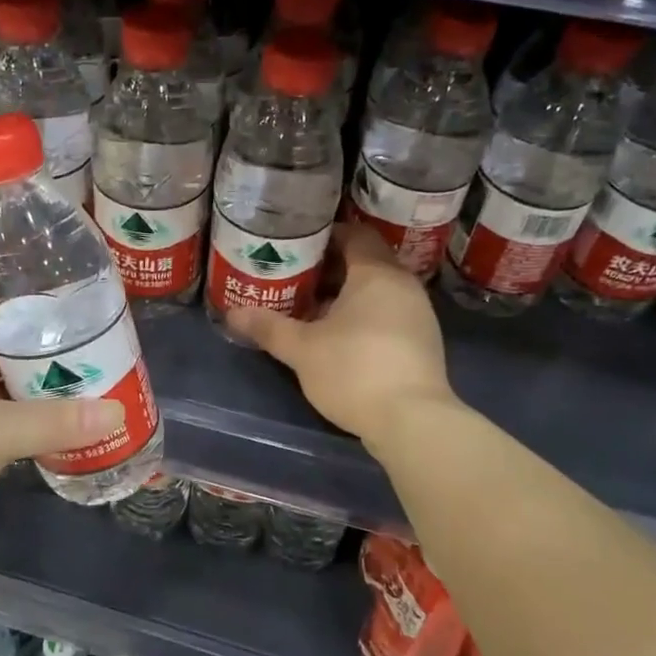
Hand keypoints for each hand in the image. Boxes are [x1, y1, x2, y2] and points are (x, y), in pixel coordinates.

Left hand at [0, 307, 124, 574]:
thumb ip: (54, 422)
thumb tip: (118, 412)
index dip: (35, 311)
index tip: (80, 315)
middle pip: (5, 357)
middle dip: (48, 360)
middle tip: (101, 360)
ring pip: (2, 398)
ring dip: (39, 400)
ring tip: (93, 394)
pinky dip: (26, 434)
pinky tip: (62, 437)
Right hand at [226, 223, 456, 446]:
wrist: (412, 422)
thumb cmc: (354, 371)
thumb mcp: (301, 349)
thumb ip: (268, 327)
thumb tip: (232, 312)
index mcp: (376, 273)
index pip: (354, 233)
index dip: (324, 235)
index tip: (295, 247)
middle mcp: (403, 284)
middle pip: (366, 260)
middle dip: (331, 267)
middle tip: (296, 276)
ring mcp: (418, 313)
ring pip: (378, 288)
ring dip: (347, 293)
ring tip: (312, 307)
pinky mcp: (423, 340)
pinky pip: (389, 311)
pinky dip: (365, 314)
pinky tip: (340, 336)